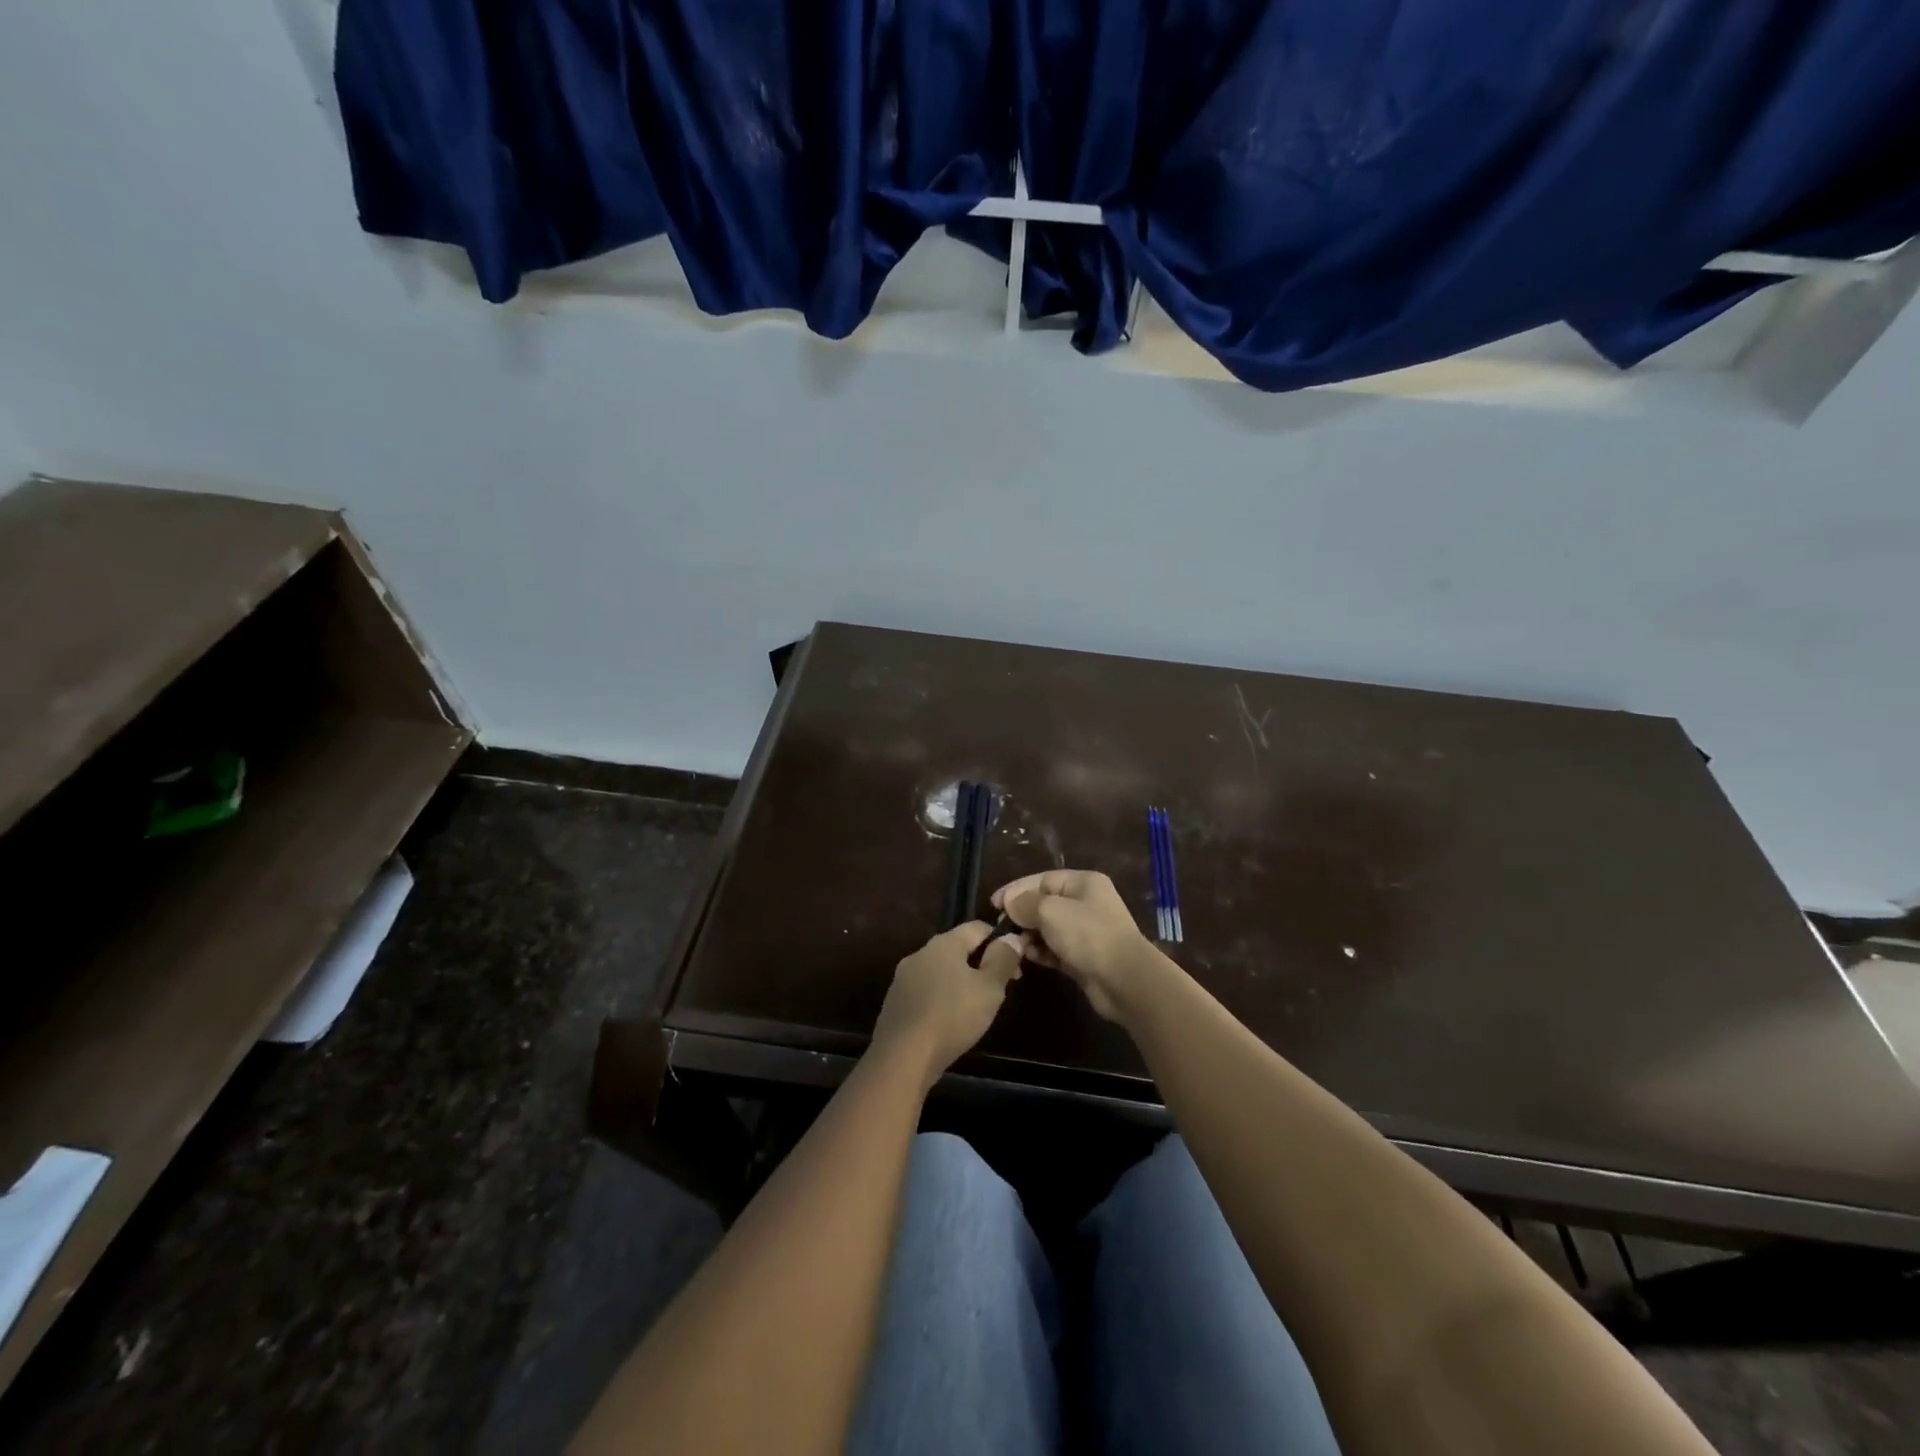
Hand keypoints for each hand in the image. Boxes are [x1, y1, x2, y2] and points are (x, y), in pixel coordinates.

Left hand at [869, 923, 1022, 1085]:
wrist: (903, 1057)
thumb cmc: (952, 1017)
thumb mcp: (989, 989)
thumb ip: (1003, 959)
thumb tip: (1012, 937)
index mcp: (944, 943)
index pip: (978, 927)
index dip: (1000, 940)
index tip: (1015, 966)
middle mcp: (921, 953)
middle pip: (958, 948)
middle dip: (981, 963)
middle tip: (999, 989)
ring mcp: (904, 977)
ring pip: (941, 971)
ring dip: (961, 982)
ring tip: (977, 1007)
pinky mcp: (896, 1002)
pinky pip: (926, 990)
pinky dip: (942, 998)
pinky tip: (950, 1020)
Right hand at [993, 869, 1159, 1021]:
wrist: (1124, 980)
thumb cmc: (1087, 934)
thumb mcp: (1050, 911)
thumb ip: (1025, 903)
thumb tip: (1009, 902)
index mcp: (1083, 882)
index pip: (1042, 879)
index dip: (1016, 889)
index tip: (993, 904)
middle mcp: (1086, 903)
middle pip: (1045, 903)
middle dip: (1022, 914)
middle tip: (1001, 927)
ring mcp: (1086, 931)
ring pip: (1048, 928)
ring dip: (1029, 935)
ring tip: (1013, 944)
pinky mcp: (1083, 957)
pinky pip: (1055, 949)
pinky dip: (1041, 952)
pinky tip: (1028, 957)